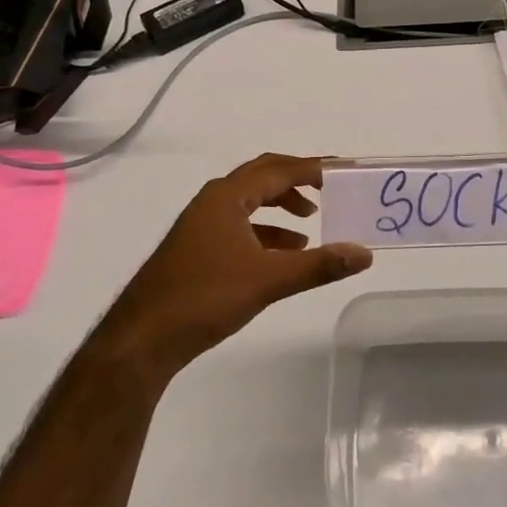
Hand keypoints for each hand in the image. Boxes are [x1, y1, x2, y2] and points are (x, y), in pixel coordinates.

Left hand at [96, 153, 372, 381]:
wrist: (142, 338)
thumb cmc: (205, 297)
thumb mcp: (269, 280)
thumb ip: (319, 265)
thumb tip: (364, 254)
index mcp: (227, 196)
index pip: (278, 170)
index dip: (312, 168)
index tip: (343, 170)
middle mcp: (213, 200)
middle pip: (262, 177)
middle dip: (297, 180)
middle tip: (330, 187)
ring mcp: (202, 224)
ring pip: (249, 202)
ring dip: (281, 206)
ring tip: (312, 223)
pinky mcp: (197, 247)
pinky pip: (240, 225)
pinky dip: (265, 231)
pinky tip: (284, 253)